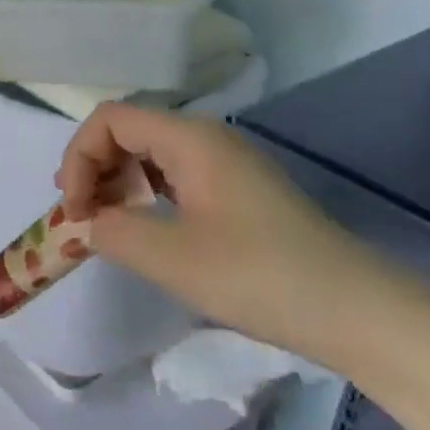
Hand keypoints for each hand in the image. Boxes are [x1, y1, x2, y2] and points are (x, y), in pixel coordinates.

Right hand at [56, 103, 391, 372]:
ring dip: (119, 183)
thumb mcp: (172, 258)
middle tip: (81, 220)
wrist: (356, 309)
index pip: (110, 119)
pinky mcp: (239, 189)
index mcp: (190, 138)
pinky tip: (145, 228)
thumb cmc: (259, 276)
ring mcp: (227, 162)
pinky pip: (176, 175)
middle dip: (94, 169)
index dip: (79, 157)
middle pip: (129, 131)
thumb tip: (86, 223)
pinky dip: (147, 194)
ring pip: (152, 154)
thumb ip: (114, 232)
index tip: (74, 211)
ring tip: (104, 225)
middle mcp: (207, 137)